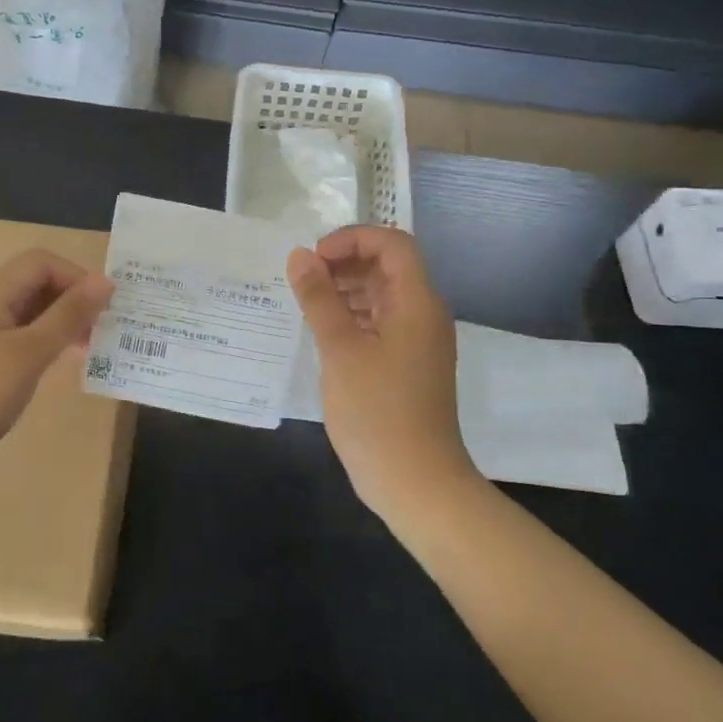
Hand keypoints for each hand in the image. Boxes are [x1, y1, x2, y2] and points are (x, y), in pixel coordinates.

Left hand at [0, 248, 112, 479]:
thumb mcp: (29, 353)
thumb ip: (67, 315)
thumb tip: (104, 281)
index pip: (40, 262)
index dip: (76, 277)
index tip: (103, 310)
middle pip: (31, 283)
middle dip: (69, 300)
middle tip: (98, 334)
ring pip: (21, 312)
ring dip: (55, 323)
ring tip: (82, 352)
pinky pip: (10, 336)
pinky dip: (36, 343)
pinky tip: (47, 368)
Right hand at [287, 227, 474, 515]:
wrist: (416, 482)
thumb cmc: (378, 412)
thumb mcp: (340, 350)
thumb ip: (319, 299)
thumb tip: (299, 256)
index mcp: (417, 303)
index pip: (392, 244)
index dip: (352, 239)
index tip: (314, 258)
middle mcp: (423, 315)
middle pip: (387, 267)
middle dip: (344, 262)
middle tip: (302, 280)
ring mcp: (416, 343)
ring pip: (381, 296)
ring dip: (345, 290)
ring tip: (305, 304)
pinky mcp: (406, 366)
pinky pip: (379, 324)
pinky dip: (351, 318)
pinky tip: (321, 333)